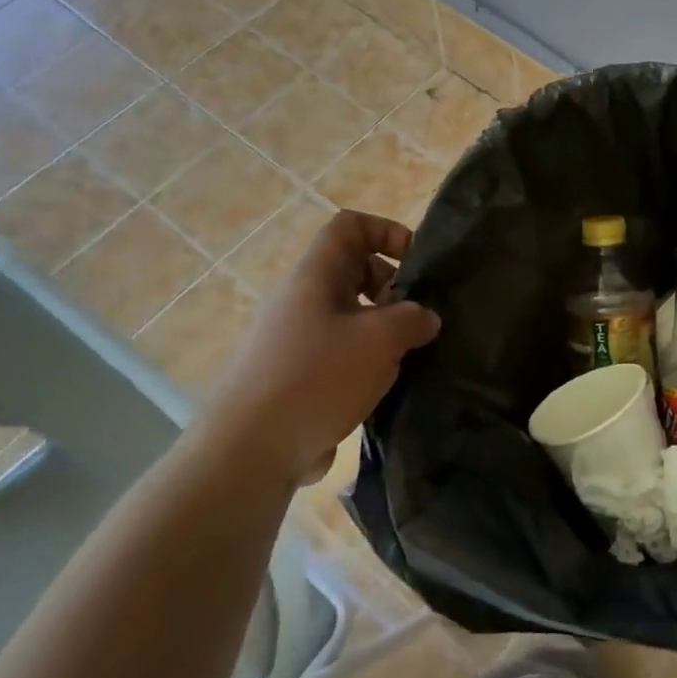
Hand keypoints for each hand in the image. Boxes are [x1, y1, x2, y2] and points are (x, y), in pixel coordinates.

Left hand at [203, 210, 440, 482]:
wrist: (250, 451)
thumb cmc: (316, 378)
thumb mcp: (379, 340)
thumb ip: (413, 319)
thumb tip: (425, 318)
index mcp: (316, 277)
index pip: (350, 226)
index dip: (387, 232)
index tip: (417, 264)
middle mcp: (304, 300)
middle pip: (356, 271)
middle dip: (394, 288)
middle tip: (418, 318)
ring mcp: (300, 340)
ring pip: (354, 316)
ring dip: (386, 330)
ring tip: (409, 357)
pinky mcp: (301, 376)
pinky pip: (344, 353)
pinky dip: (370, 362)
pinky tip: (387, 388)